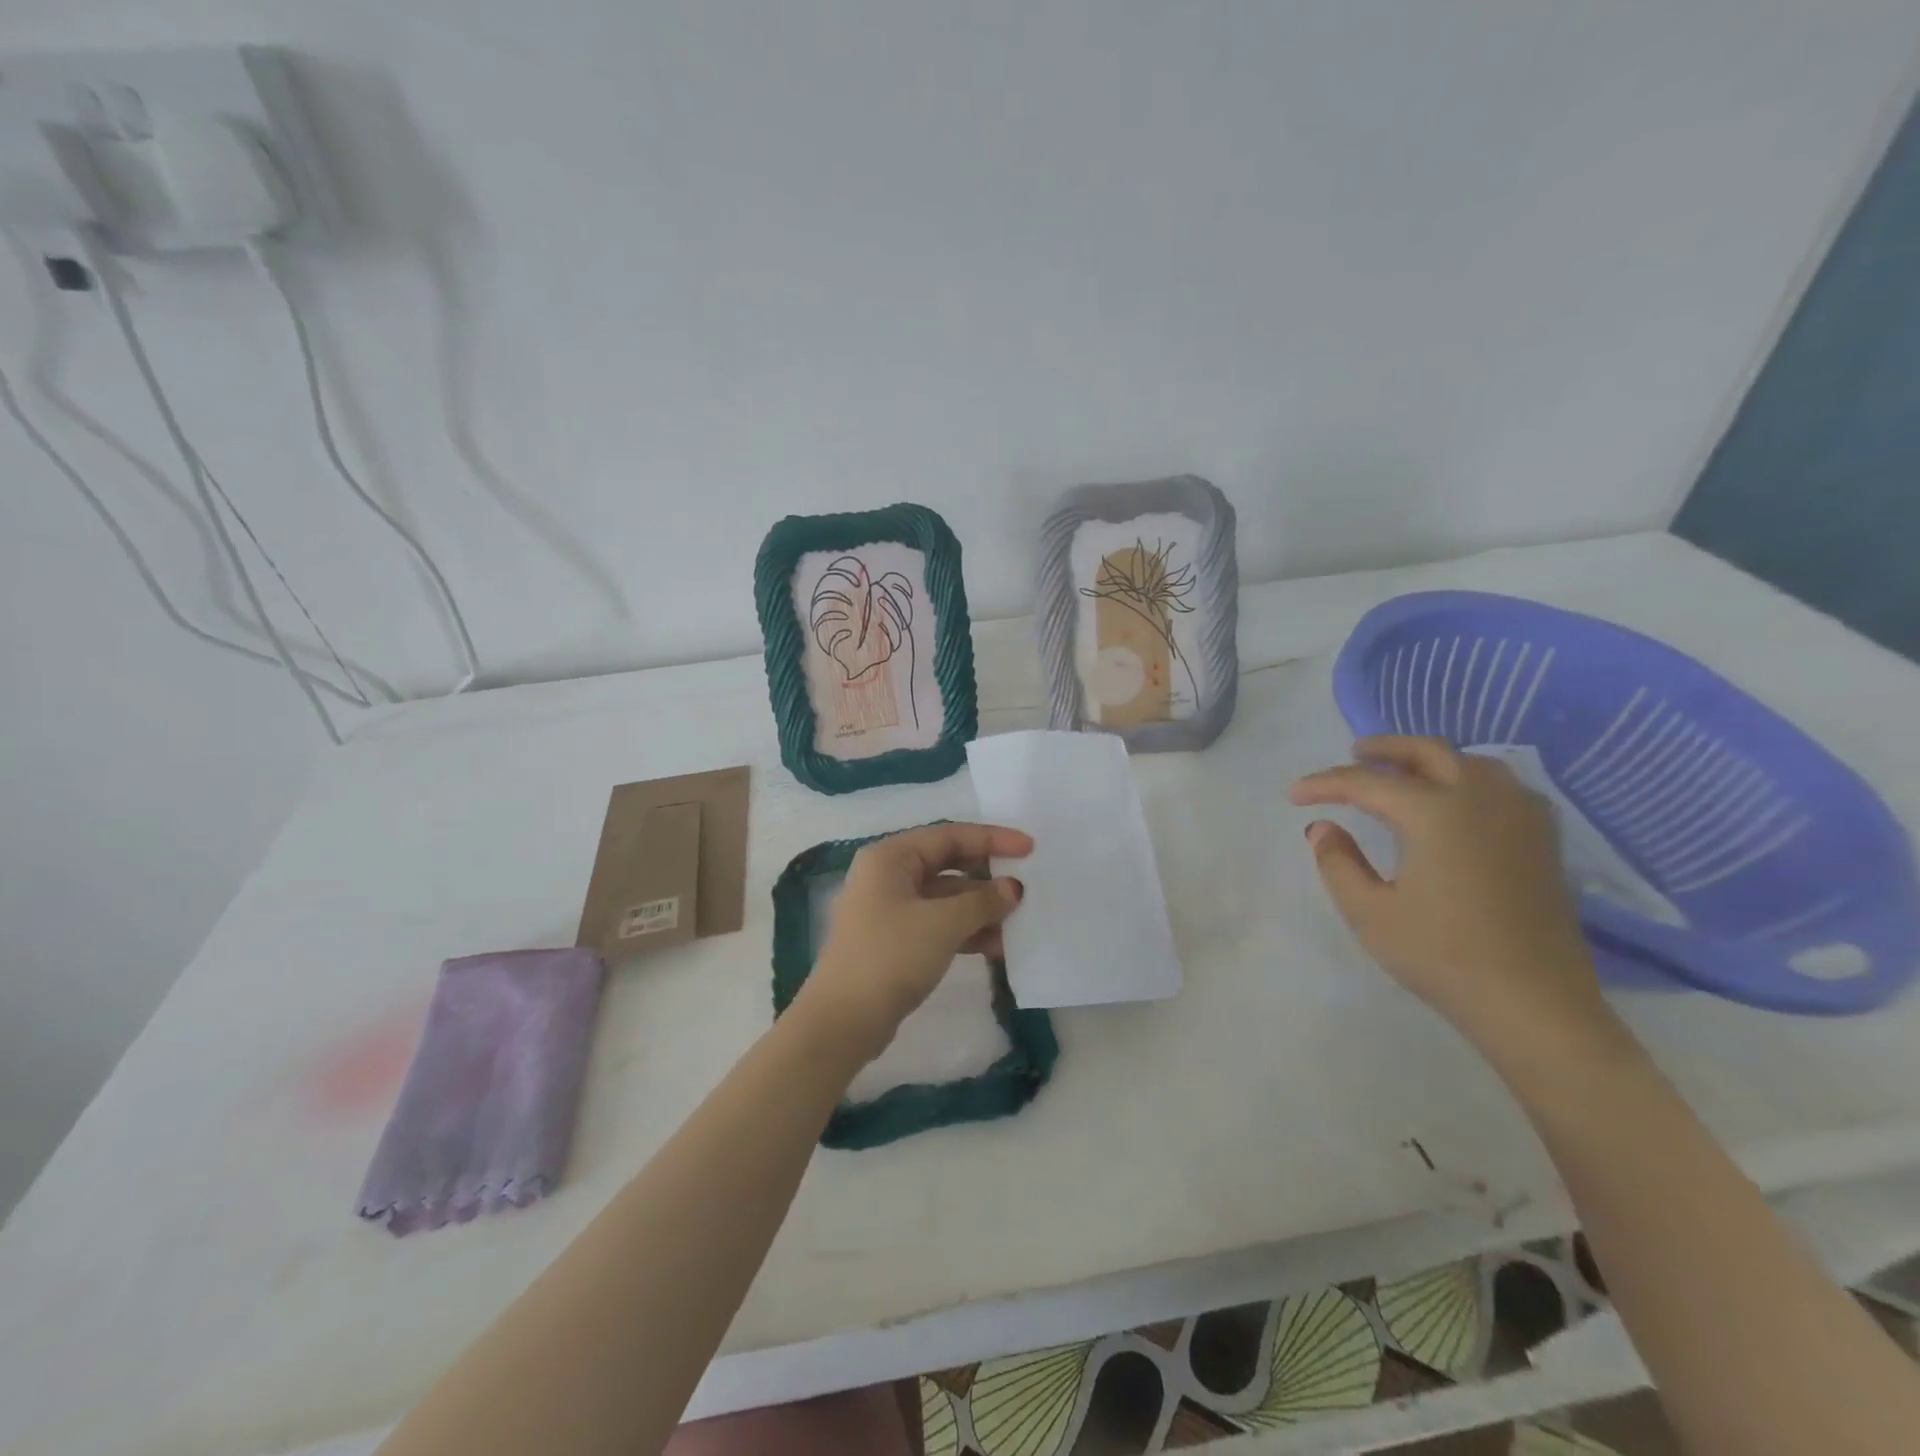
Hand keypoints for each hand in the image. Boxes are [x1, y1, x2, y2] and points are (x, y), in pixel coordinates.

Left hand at [797, 822, 1029, 1061]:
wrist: (843, 1021)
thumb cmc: (891, 956)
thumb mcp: (943, 923)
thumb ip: (983, 901)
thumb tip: (1013, 888)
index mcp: (890, 858)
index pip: (949, 836)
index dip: (992, 839)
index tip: (1030, 848)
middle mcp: (887, 876)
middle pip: (948, 864)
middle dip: (987, 877)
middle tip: (1025, 886)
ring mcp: (889, 909)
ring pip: (945, 898)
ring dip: (980, 909)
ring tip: (1018, 923)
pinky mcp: (895, 940)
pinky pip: (938, 924)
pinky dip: (965, 931)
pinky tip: (996, 947)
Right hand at [1291, 736, 1609, 1056]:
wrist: (1533, 1003)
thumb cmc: (1441, 955)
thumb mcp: (1369, 912)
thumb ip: (1337, 862)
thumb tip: (1322, 828)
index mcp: (1433, 812)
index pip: (1365, 782)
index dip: (1324, 784)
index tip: (1294, 795)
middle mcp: (1479, 798)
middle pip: (1427, 751)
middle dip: (1384, 749)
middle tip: (1353, 755)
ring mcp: (1519, 816)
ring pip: (1470, 762)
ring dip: (1430, 759)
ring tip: (1402, 772)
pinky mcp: (1542, 839)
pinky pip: (1503, 786)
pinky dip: (1470, 779)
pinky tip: (1458, 801)